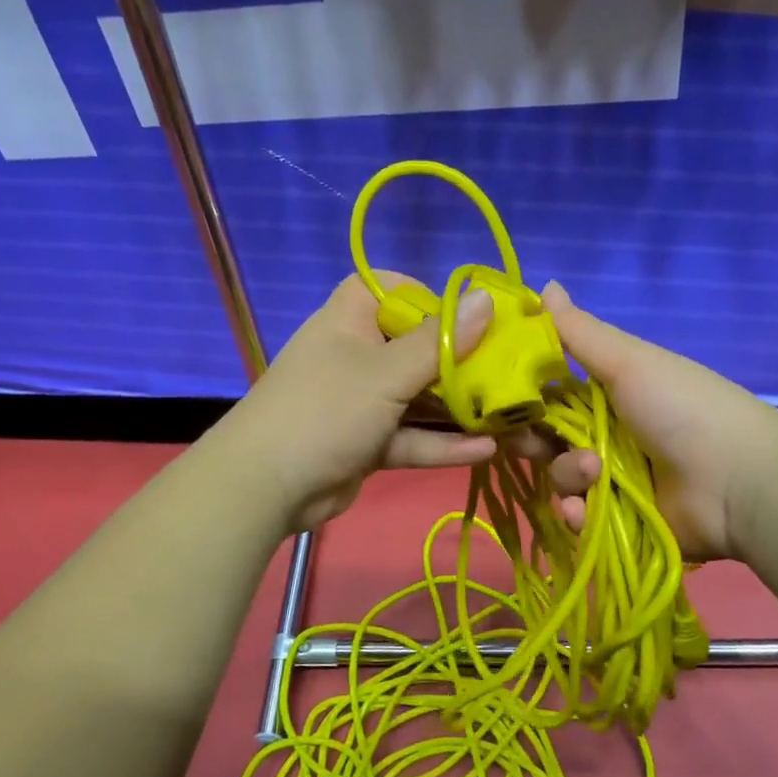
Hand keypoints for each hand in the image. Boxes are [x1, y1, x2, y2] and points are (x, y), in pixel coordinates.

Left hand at [216, 273, 496, 533]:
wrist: (267, 487)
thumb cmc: (327, 409)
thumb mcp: (386, 373)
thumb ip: (439, 341)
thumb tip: (486, 298)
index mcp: (352, 319)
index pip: (395, 289)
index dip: (432, 298)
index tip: (472, 317)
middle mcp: (359, 353)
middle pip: (417, 347)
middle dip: (462, 362)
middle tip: (510, 370)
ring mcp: (363, 401)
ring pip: (418, 397)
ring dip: (458, 408)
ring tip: (509, 414)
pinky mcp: (368, 442)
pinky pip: (410, 436)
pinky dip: (441, 443)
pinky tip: (486, 449)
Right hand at [528, 282, 777, 561]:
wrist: (738, 481)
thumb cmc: (681, 408)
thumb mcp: (628, 361)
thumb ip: (578, 331)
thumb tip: (543, 283)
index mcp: (608, 393)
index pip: (548, 392)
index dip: (522, 396)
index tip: (497, 398)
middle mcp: (606, 434)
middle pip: (546, 438)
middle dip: (533, 441)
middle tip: (531, 442)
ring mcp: (613, 481)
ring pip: (560, 478)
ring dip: (568, 476)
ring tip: (594, 475)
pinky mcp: (618, 521)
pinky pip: (578, 518)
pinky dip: (578, 515)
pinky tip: (586, 512)